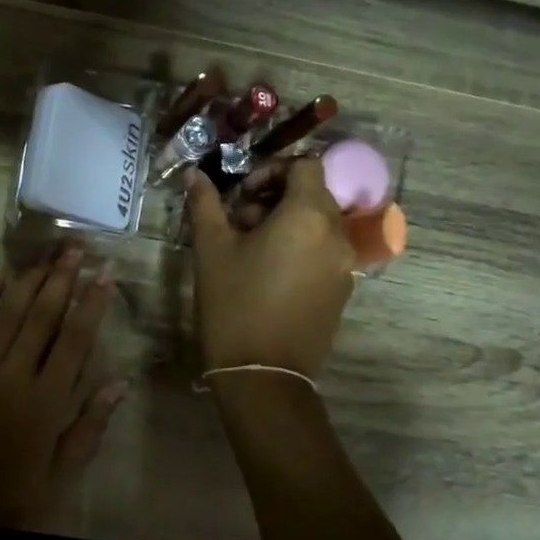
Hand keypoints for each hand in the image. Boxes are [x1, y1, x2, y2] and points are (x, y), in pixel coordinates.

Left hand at [0, 247, 124, 539]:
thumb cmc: (8, 494)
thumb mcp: (60, 474)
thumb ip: (89, 427)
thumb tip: (120, 384)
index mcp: (47, 401)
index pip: (75, 340)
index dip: (91, 304)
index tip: (104, 274)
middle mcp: (16, 375)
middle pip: (43, 317)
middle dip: (62, 279)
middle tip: (76, 247)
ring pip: (9, 315)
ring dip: (28, 281)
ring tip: (45, 254)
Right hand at [184, 159, 355, 377]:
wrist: (263, 374)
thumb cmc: (234, 303)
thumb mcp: (212, 249)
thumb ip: (206, 205)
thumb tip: (195, 175)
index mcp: (308, 215)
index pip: (306, 165)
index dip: (273, 170)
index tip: (243, 195)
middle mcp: (336, 234)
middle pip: (313, 194)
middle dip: (277, 198)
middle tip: (240, 221)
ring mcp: (344, 265)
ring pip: (319, 224)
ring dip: (288, 223)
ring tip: (252, 249)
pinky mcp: (342, 291)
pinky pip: (324, 252)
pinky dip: (301, 248)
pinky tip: (269, 273)